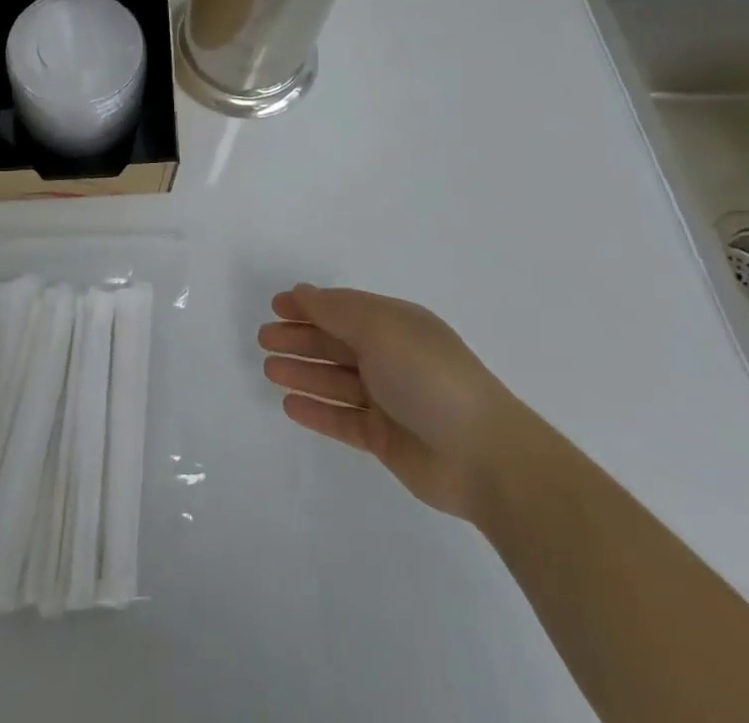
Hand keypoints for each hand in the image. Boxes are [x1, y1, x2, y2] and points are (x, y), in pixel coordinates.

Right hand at [259, 285, 540, 519]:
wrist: (484, 456)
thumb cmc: (429, 376)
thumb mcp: (381, 329)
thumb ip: (336, 311)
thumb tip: (302, 292)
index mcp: (395, 325)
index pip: (344, 309)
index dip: (310, 306)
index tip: (276, 306)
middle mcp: (391, 358)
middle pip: (336, 343)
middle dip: (300, 339)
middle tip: (263, 338)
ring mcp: (389, 399)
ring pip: (335, 381)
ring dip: (302, 372)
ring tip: (269, 370)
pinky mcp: (386, 439)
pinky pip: (342, 419)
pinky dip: (317, 410)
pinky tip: (290, 405)